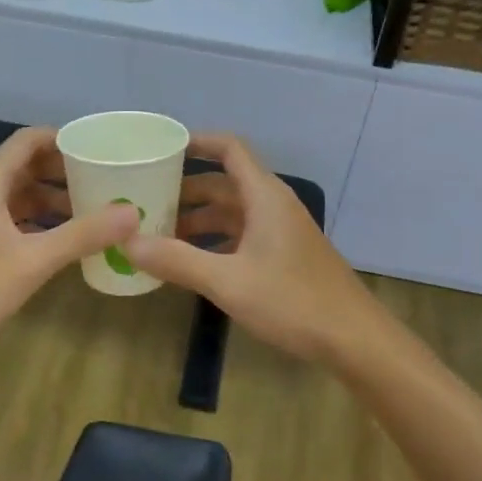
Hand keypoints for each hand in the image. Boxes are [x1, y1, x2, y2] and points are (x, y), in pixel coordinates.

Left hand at [0, 127, 138, 352]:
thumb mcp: (35, 260)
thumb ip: (83, 234)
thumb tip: (132, 212)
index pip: (28, 141)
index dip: (64, 139)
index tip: (101, 149)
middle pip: (26, 166)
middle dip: (65, 171)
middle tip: (107, 180)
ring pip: (21, 195)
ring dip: (55, 199)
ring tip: (95, 210)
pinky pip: (15, 220)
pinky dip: (41, 222)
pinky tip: (67, 239)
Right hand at [122, 134, 382, 368]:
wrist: (353, 338)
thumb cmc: (293, 301)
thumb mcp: (228, 281)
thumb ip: (177, 261)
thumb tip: (128, 241)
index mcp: (264, 197)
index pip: (229, 149)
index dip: (196, 143)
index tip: (160, 150)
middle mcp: (273, 206)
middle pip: (224, 183)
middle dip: (185, 189)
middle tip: (144, 201)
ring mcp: (281, 232)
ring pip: (232, 213)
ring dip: (198, 220)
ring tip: (158, 234)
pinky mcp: (284, 256)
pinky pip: (242, 236)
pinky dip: (214, 242)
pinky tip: (191, 263)